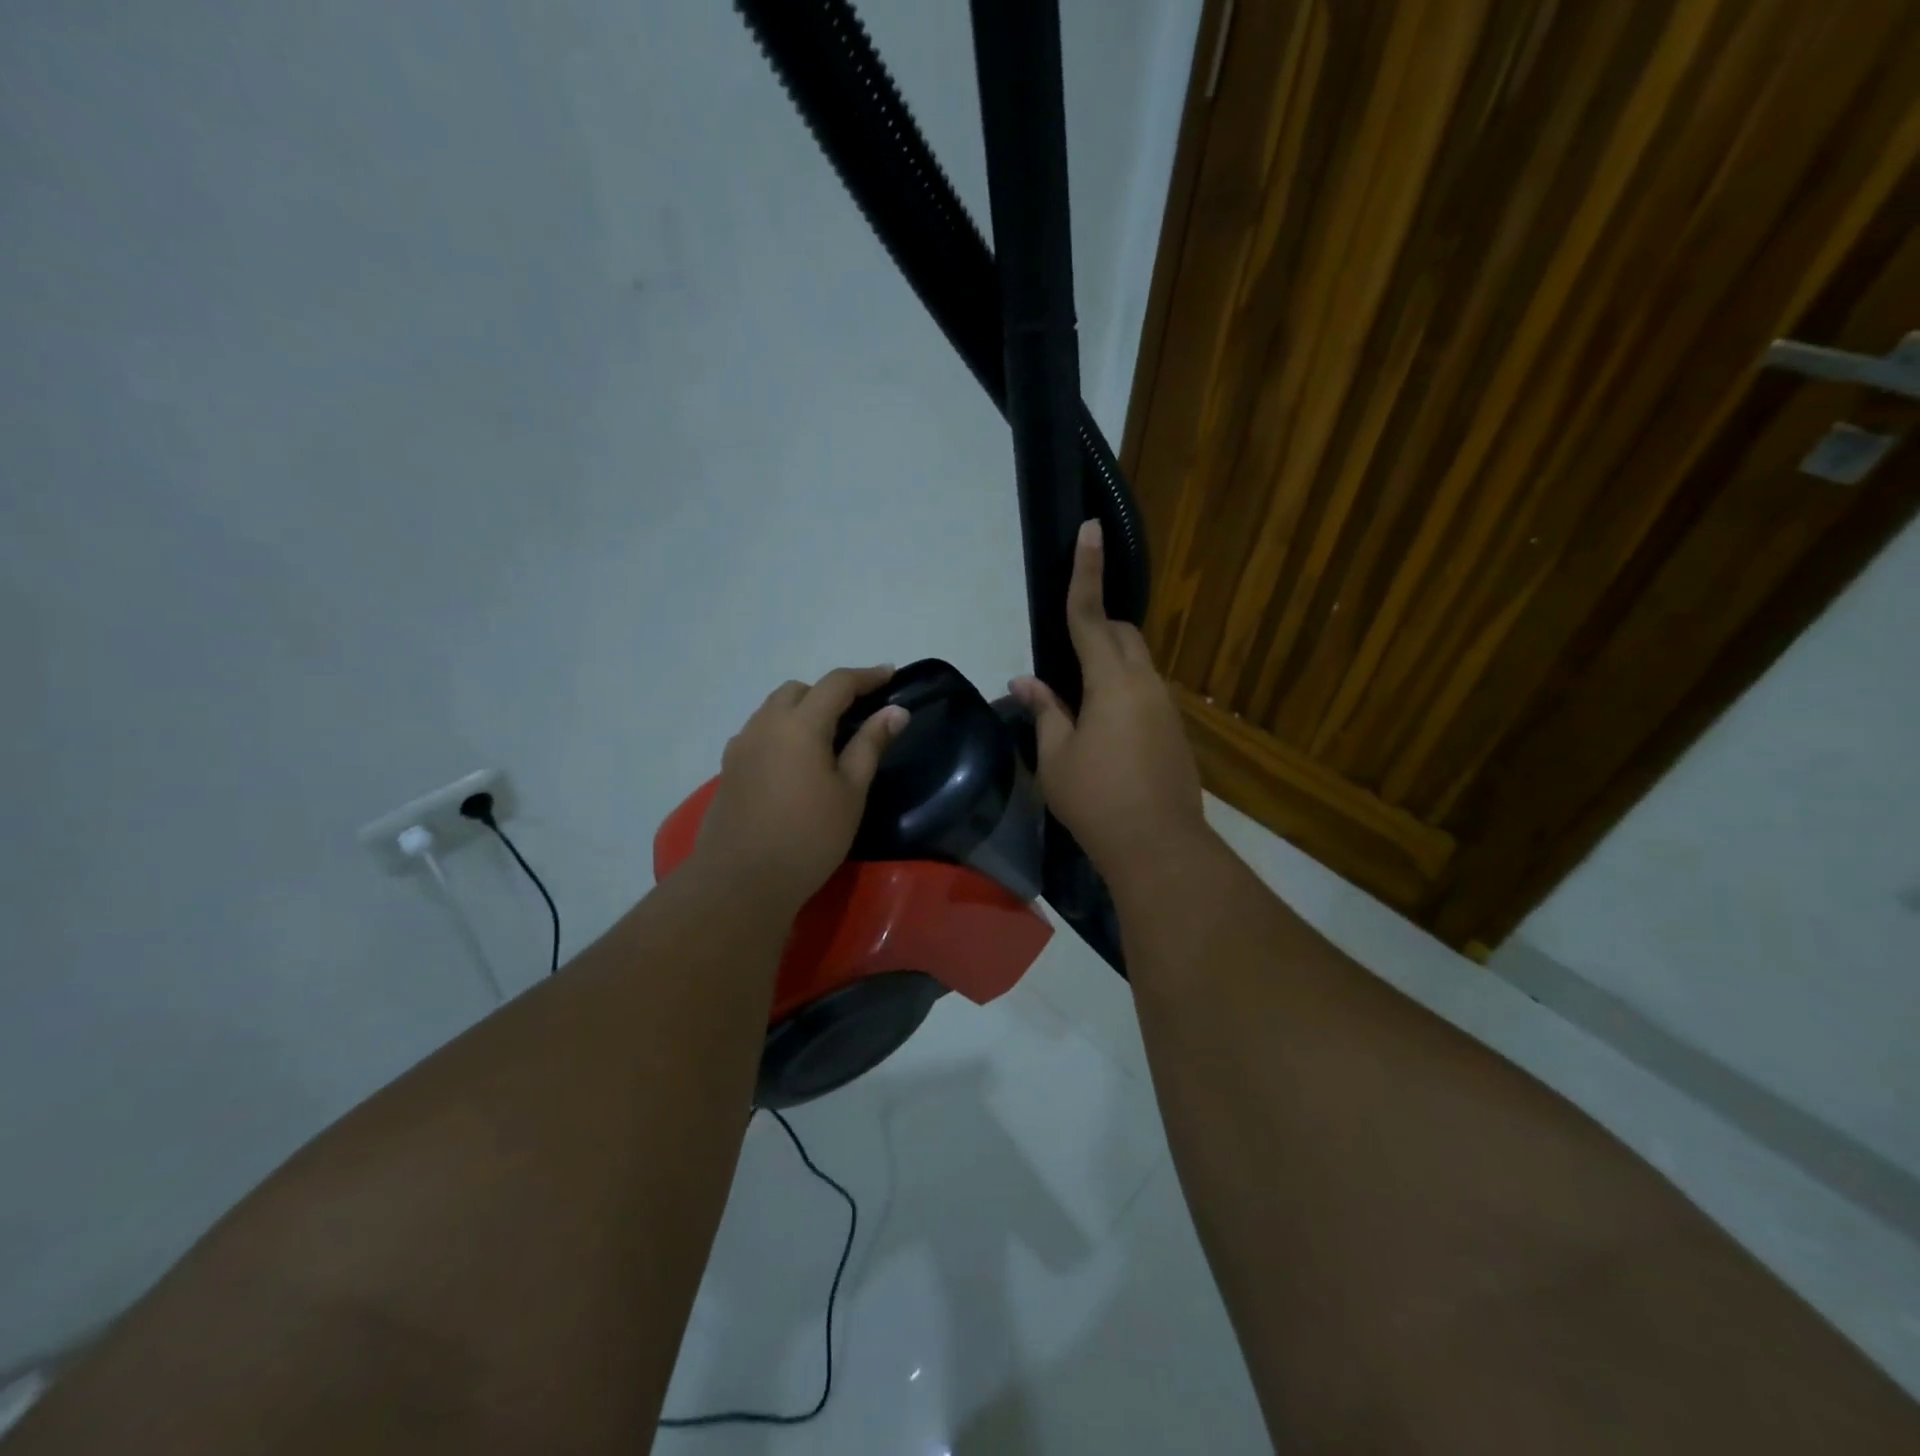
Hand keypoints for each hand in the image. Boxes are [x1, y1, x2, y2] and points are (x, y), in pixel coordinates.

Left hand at [692, 666, 909, 911]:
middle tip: (857, 715)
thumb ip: (870, 744)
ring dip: (803, 710)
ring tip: (827, 739)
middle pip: (799, 690)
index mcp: (800, 724)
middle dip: (830, 693)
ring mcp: (741, 745)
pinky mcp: (728, 768)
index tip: (890, 675)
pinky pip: (760, 732)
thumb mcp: (850, 792)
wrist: (741, 882)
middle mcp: (765, 724)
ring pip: (774, 709)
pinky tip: (795, 762)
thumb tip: (895, 711)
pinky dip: (782, 731)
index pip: (836, 684)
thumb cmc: (809, 837)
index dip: (866, 676)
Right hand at [1010, 521, 1206, 887]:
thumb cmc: (1097, 800)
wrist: (1159, 847)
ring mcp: (1166, 707)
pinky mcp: (1175, 730)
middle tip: (1065, 648)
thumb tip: (1026, 681)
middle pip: (1121, 634)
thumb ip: (1045, 711)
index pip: (1090, 617)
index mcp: (1112, 682)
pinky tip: (1102, 725)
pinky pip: (1145, 691)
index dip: (1086, 572)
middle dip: (1096, 625)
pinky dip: (1121, 689)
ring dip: (1108, 661)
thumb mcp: (1055, 757)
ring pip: (1136, 663)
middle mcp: (1146, 684)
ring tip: (1078, 696)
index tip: (1090, 530)